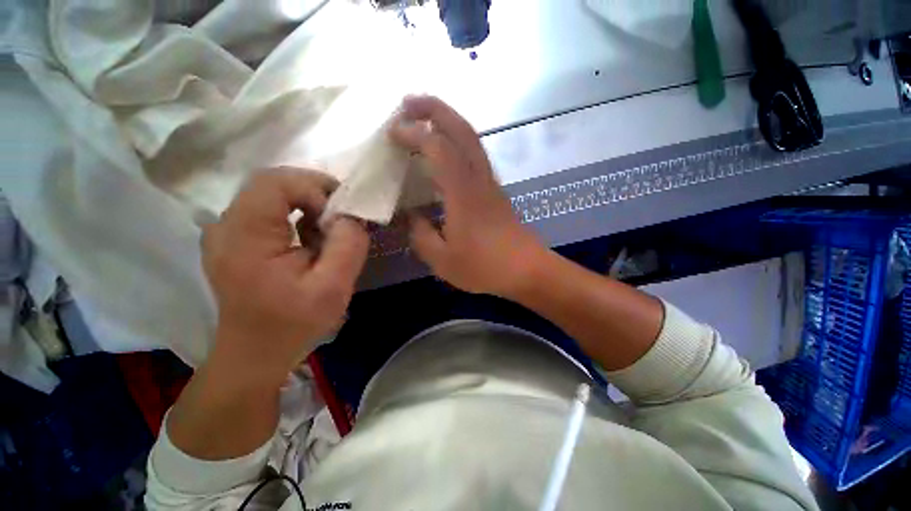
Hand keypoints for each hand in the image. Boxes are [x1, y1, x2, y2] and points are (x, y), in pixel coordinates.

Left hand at [201, 168, 368, 385]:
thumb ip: (348, 245)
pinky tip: (309, 242)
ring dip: (307, 206)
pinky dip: (297, 217)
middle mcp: (225, 225)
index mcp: (244, 236)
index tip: (340, 216)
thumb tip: (352, 215)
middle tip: (341, 220)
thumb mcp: (333, 288)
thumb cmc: (292, 325)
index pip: (276, 182)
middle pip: (273, 183)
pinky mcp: (234, 238)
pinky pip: (269, 210)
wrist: (255, 354)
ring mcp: (225, 231)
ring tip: (327, 235)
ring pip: (273, 195)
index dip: (314, 188)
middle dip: (315, 194)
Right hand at [389, 96, 546, 296]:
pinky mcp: (495, 190)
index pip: (438, 147)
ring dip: (448, 120)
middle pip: (461, 129)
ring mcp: (490, 182)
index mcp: (462, 193)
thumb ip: (421, 236)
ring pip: (472, 138)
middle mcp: (478, 179)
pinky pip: (475, 154)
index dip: (414, 133)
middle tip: (408, 102)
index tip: (392, 132)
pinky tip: (445, 151)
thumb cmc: (485, 267)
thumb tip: (412, 217)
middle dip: (434, 108)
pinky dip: (457, 141)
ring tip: (424, 118)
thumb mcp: (443, 260)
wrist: (527, 270)